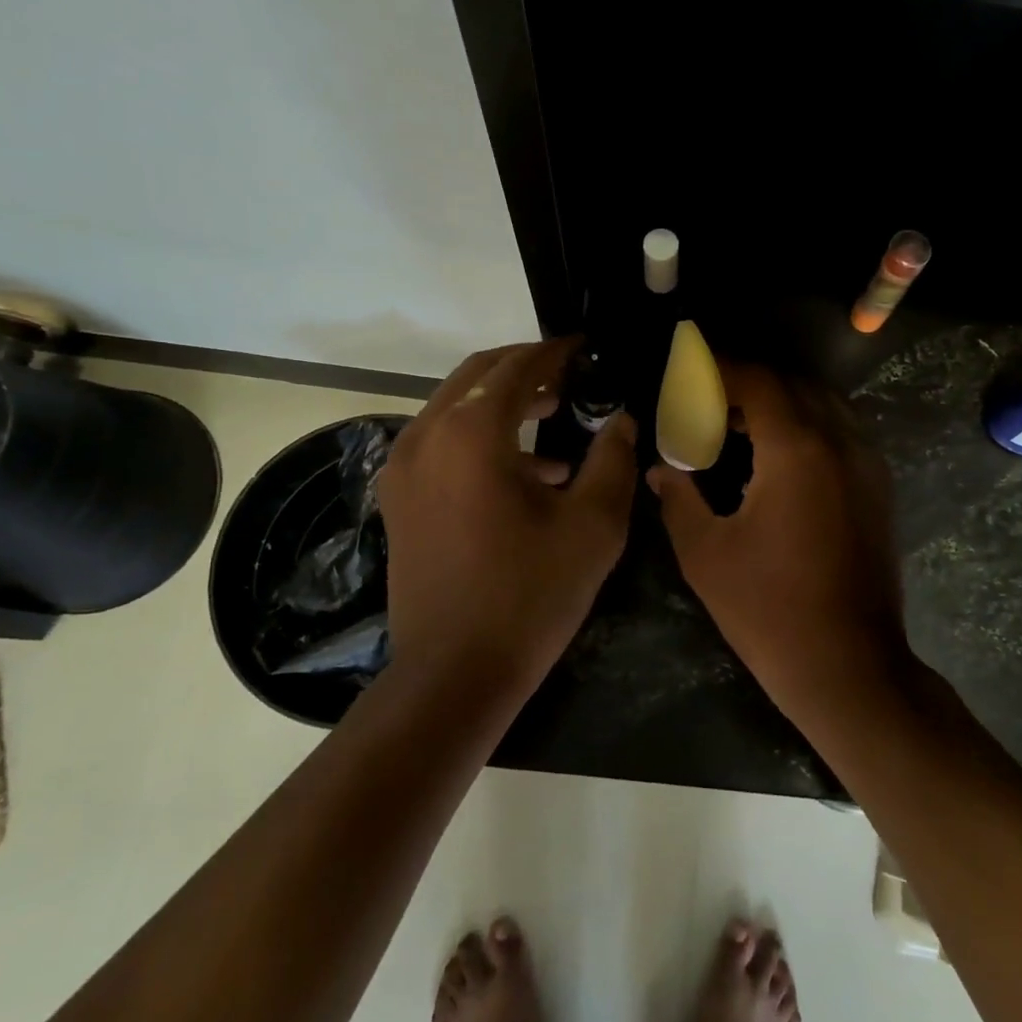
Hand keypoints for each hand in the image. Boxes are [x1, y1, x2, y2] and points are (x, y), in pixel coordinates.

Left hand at [380, 339, 637, 685]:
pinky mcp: (399, 498)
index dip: (554, 351)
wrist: (454, 673)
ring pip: (456, 407)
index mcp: (472, 433)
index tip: (584, 347)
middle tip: (571, 376)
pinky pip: (442, 442)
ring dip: (503, 402)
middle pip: (477, 376)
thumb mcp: (593, 525)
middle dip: (526, 369)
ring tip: (556, 418)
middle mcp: (427, 435)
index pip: (517, 367)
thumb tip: (622, 420)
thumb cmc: (531, 595)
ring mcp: (404, 468)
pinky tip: (529, 473)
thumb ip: (613, 460)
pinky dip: (481, 437)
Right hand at [649, 363, 909, 708]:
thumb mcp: (706, 554)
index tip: (689, 369)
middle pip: (792, 385)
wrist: (849, 666)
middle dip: (747, 384)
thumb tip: (659, 468)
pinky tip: (776, 455)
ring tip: (737, 425)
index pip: (758, 381)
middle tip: (706, 400)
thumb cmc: (768, 611)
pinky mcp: (878, 488)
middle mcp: (840, 442)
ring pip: (822, 405)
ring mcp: (867, 464)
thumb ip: (679, 498)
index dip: (720, 368)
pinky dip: (806, 425)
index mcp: (797, 450)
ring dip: (779, 402)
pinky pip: (840, 431)